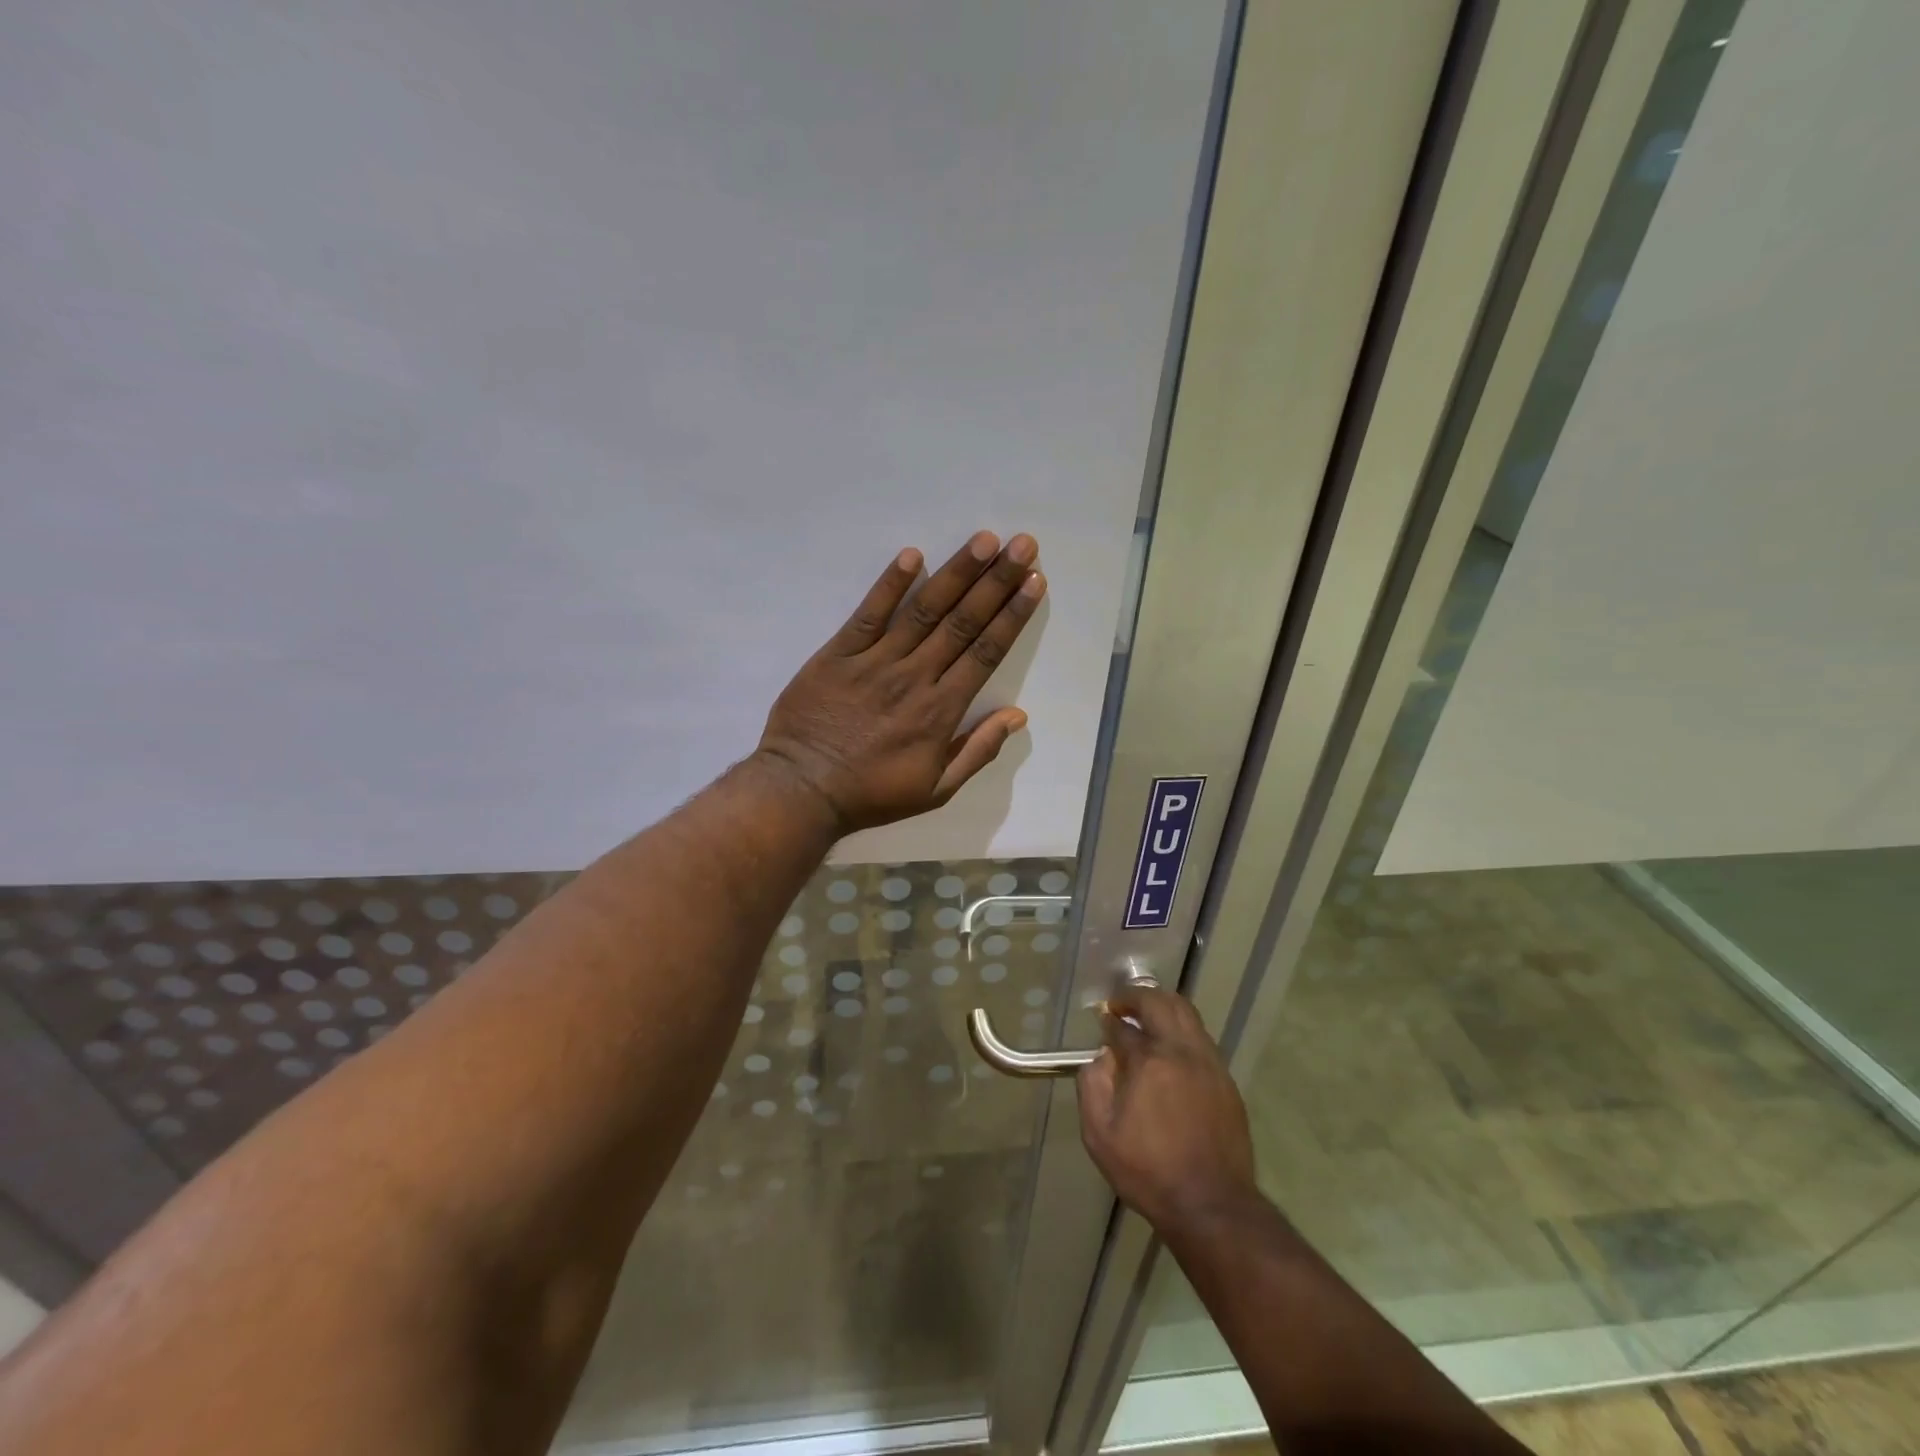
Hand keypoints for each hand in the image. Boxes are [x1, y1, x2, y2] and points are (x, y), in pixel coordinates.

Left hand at [755, 531, 1044, 833]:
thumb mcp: (936, 789)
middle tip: (1023, 544)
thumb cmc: (872, 793)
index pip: (985, 652)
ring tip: (984, 540)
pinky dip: (890, 584)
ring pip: (924, 610)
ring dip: (956, 573)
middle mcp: (915, 676)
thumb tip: (1017, 715)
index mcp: (941, 710)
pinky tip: (911, 555)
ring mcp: (875, 661)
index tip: (1034, 583)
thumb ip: (978, 751)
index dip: (1012, 615)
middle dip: (996, 581)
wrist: (803, 790)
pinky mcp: (838, 653)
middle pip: (963, 622)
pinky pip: (868, 613)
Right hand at [1078, 987, 1258, 1235]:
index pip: (1124, 1027)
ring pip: (1187, 1014)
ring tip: (1147, 1018)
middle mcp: (1181, 1052)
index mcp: (1149, 1062)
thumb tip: (1101, 1056)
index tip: (1103, 1020)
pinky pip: (1202, 1039)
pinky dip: (1182, 1030)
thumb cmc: (1148, 1171)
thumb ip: (1092, 1085)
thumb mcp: (1100, 1135)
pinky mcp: (1226, 1081)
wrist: (1211, 1205)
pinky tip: (1171, 1050)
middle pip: (1161, 1003)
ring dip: (1163, 1007)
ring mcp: (1209, 1064)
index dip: (1109, 1020)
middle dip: (1136, 997)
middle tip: (1121, 1005)